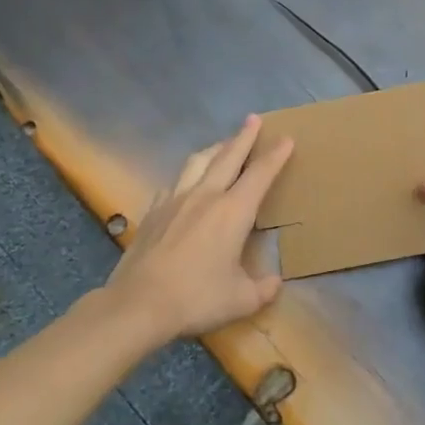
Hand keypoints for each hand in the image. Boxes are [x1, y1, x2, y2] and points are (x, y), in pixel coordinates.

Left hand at [107, 116, 293, 343]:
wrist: (138, 304)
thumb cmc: (197, 298)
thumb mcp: (241, 299)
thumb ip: (263, 288)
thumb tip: (275, 282)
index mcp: (233, 212)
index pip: (260, 174)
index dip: (275, 155)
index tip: (286, 138)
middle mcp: (205, 196)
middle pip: (228, 156)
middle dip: (244, 136)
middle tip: (254, 119)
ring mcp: (175, 200)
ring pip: (197, 162)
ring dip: (214, 149)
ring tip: (222, 144)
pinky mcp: (153, 212)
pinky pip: (174, 183)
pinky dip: (187, 176)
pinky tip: (185, 182)